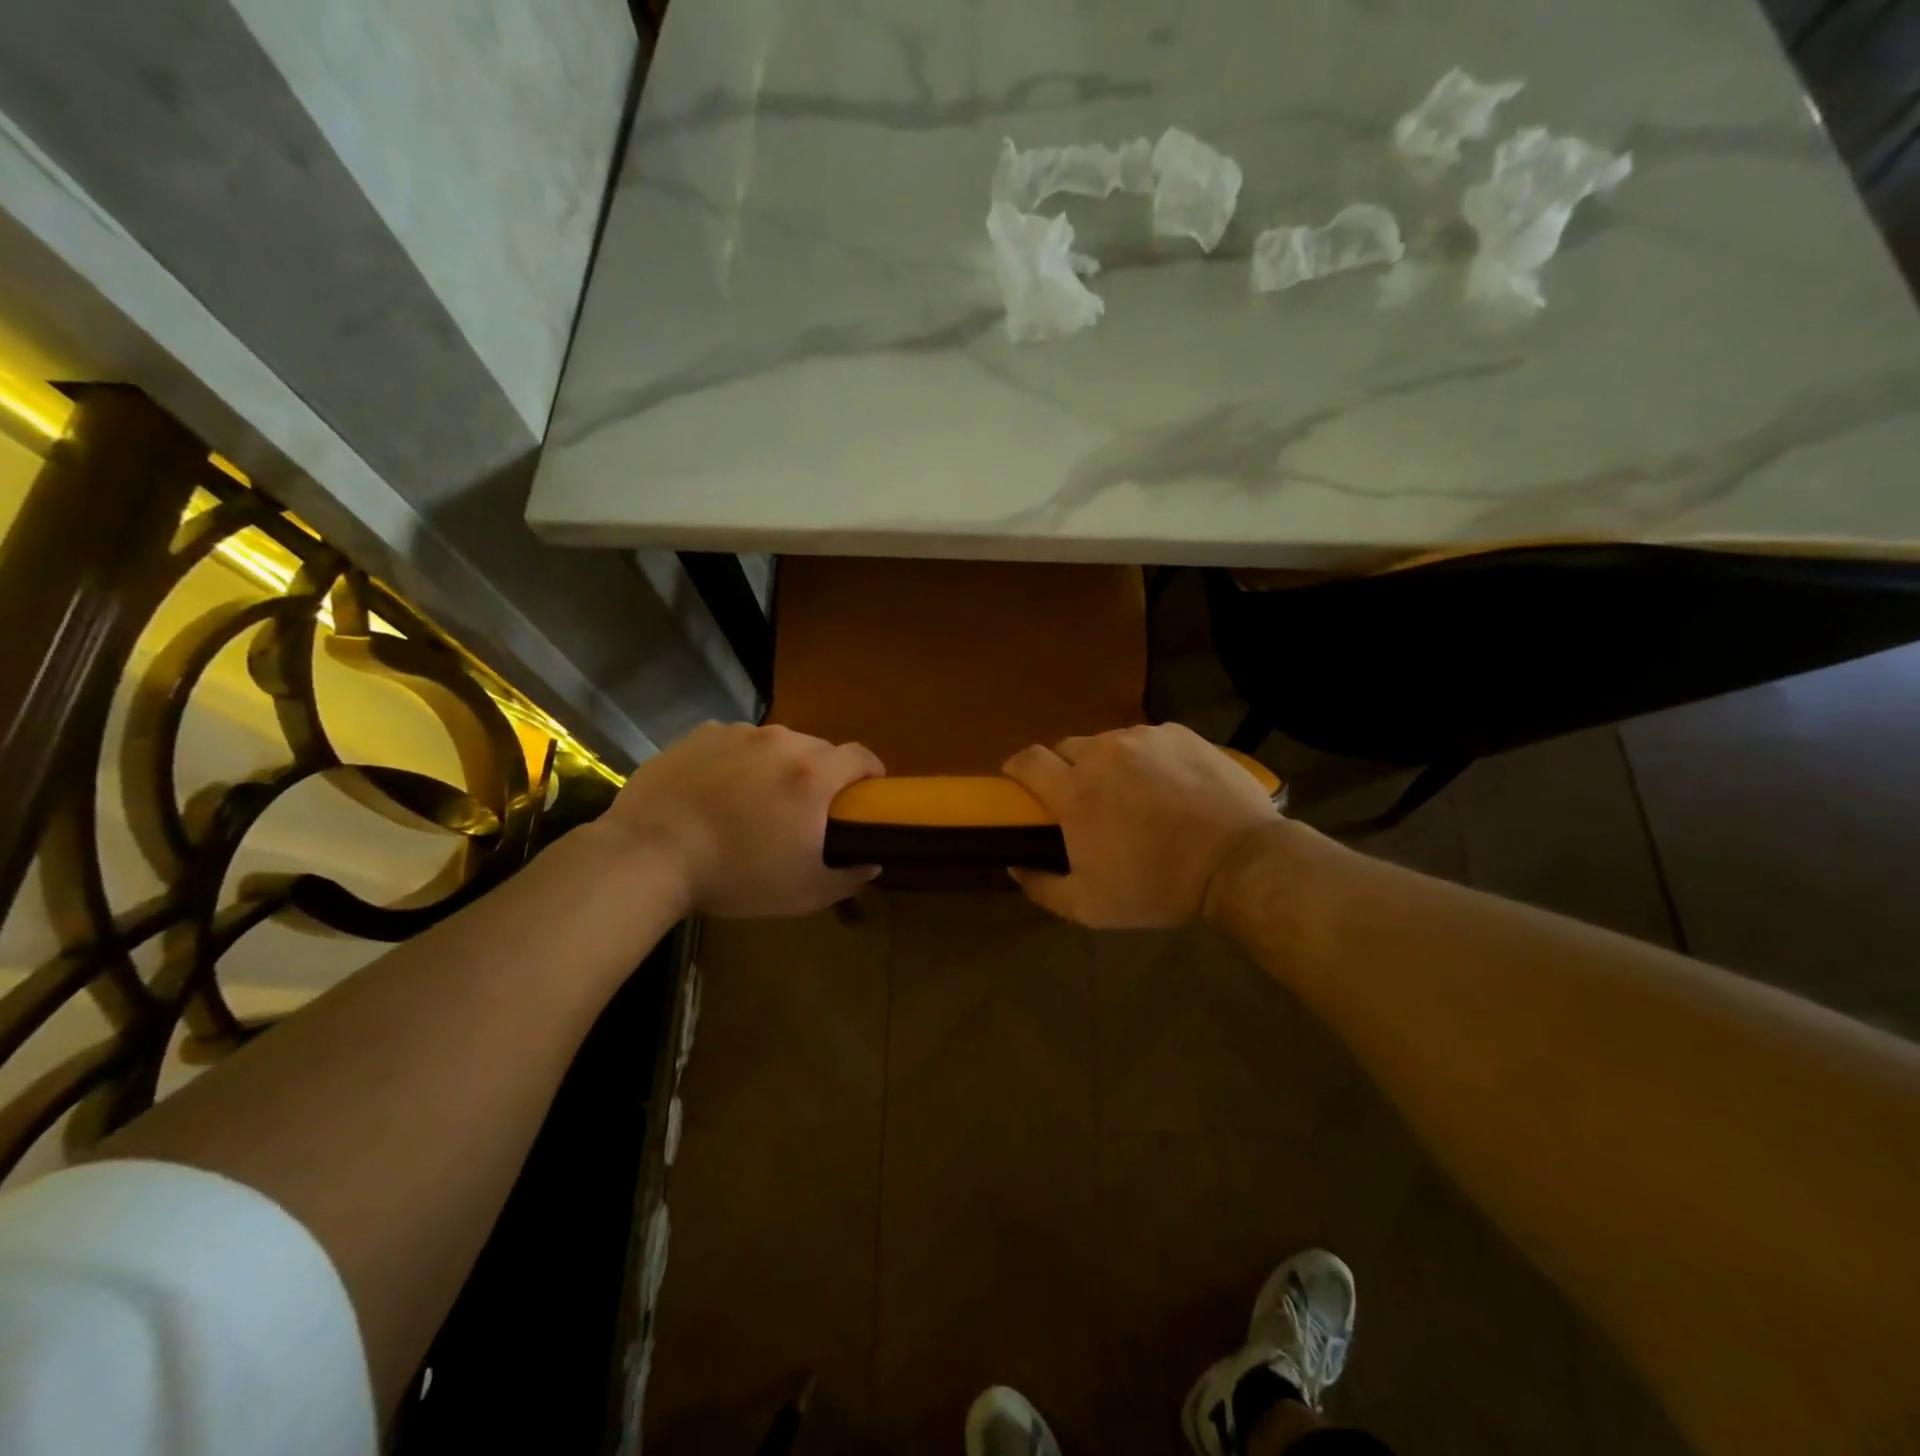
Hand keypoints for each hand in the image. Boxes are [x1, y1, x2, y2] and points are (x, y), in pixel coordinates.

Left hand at [600, 721, 883, 916]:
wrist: (648, 854)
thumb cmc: (735, 875)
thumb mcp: (804, 892)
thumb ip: (848, 877)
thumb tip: (872, 863)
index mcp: (813, 774)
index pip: (861, 756)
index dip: (871, 771)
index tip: (867, 792)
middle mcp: (781, 742)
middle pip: (818, 748)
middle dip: (823, 773)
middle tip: (807, 807)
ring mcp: (737, 733)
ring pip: (776, 743)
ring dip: (779, 765)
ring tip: (758, 798)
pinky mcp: (700, 734)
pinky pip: (735, 742)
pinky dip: (739, 760)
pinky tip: (719, 789)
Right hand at [1002, 723, 1280, 928]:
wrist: (1239, 860)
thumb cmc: (1158, 885)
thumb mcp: (1090, 907)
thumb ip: (1042, 887)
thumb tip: (1016, 865)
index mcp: (1075, 790)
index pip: (1026, 759)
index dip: (1017, 769)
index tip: (1021, 785)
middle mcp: (1103, 753)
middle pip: (1066, 748)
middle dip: (1066, 770)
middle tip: (1085, 801)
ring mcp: (1143, 738)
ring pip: (1108, 743)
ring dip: (1108, 764)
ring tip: (1133, 794)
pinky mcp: (1179, 733)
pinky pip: (1147, 739)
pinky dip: (1145, 758)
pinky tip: (1168, 785)